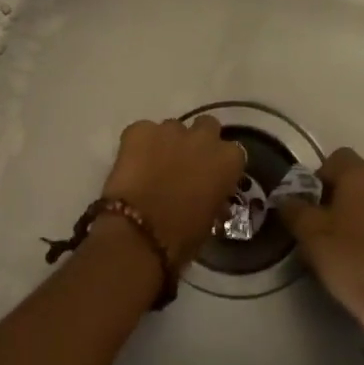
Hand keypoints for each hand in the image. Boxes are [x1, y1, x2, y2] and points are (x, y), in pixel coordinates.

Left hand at [100, 116, 246, 268]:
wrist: (139, 233)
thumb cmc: (182, 237)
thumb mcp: (210, 219)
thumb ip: (214, 197)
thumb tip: (209, 195)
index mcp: (228, 160)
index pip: (232, 152)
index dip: (218, 163)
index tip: (209, 176)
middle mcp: (203, 137)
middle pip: (206, 127)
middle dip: (197, 141)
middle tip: (184, 163)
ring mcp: (169, 130)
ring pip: (172, 128)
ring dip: (167, 143)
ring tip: (152, 165)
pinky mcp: (138, 129)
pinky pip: (142, 131)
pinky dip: (138, 145)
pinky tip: (131, 164)